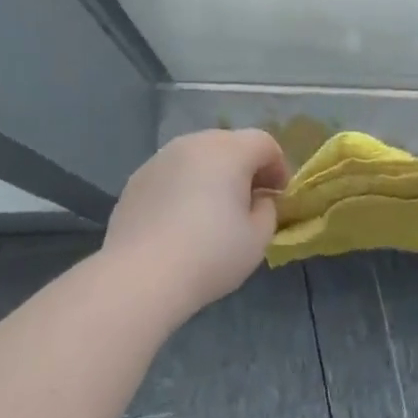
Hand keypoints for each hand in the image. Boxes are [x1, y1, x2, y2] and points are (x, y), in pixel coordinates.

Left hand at [103, 129, 288, 320]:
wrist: (141, 275)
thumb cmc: (210, 255)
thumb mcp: (257, 239)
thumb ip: (267, 209)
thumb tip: (258, 198)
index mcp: (228, 151)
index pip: (263, 143)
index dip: (278, 166)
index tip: (279, 195)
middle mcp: (194, 143)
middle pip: (229, 144)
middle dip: (245, 167)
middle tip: (249, 201)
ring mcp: (161, 158)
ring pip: (198, 155)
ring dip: (213, 174)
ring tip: (213, 209)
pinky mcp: (138, 177)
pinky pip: (173, 172)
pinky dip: (184, 185)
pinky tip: (180, 219)